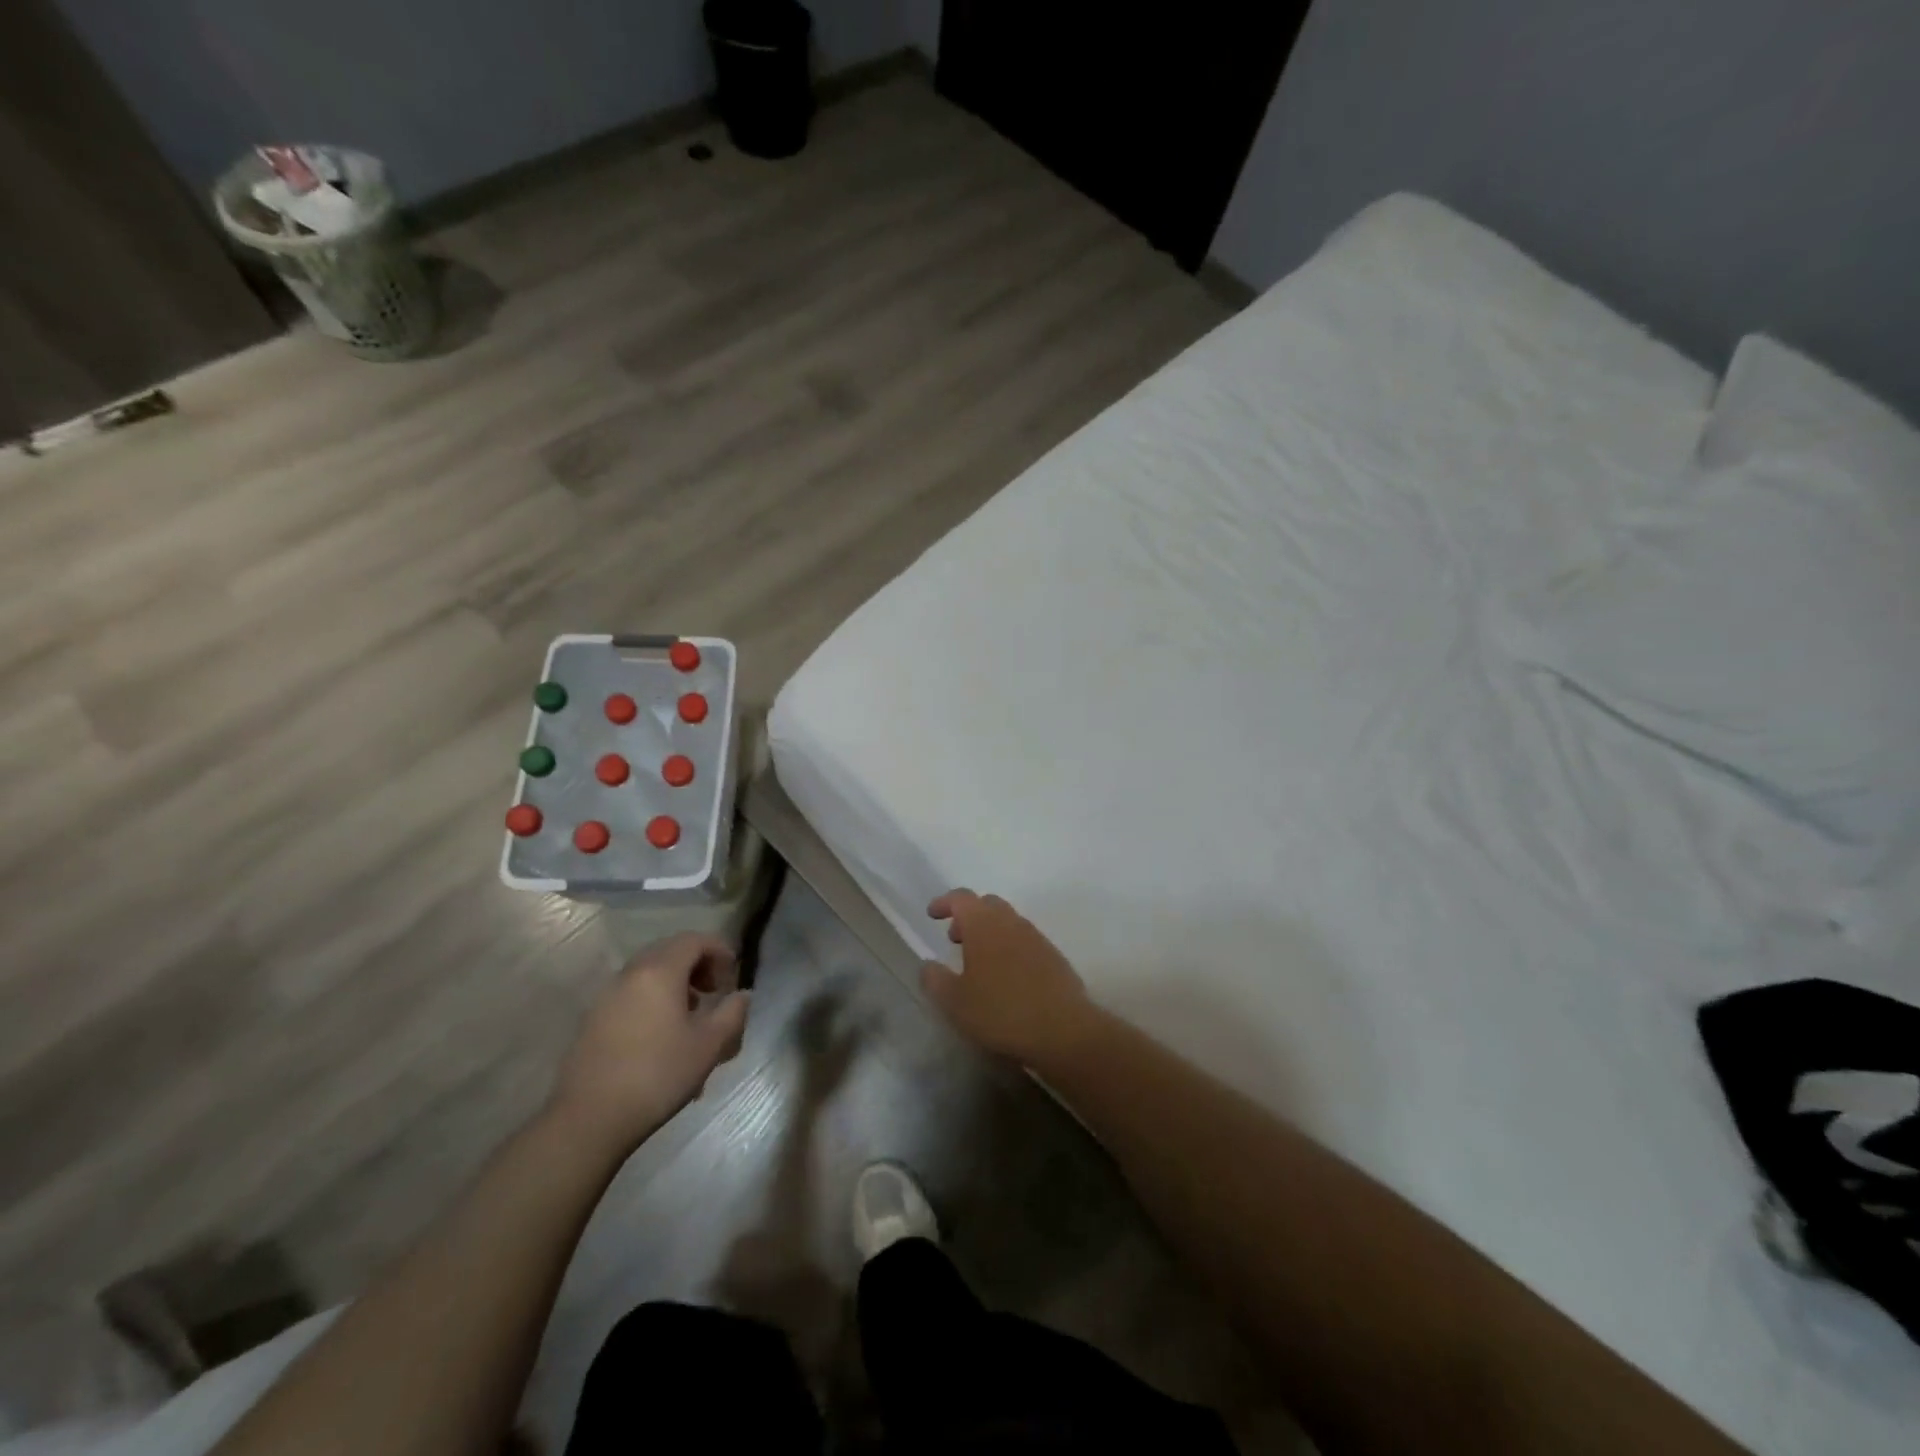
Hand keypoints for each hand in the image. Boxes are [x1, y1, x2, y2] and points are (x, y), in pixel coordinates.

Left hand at [550, 933, 749, 1152]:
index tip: (732, 978)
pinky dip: (653, 1000)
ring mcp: (607, 996)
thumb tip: (741, 995)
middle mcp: (630, 974)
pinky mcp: (593, 1020)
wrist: (589, 1119)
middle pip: (669, 951)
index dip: (719, 951)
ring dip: (675, 984)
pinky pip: (632, 995)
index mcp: (660, 971)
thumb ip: (733, 1013)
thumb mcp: (709, 1045)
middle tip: (714, 992)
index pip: (694, 940)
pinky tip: (661, 1037)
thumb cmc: (658, 1075)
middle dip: (697, 965)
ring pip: (649, 973)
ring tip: (690, 1017)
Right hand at [920, 891, 1096, 1066]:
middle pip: (987, 905)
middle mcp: (1011, 922)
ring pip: (1008, 922)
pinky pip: (1025, 941)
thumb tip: (928, 965)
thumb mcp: (955, 1002)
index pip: (961, 898)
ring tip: (979, 963)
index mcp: (984, 924)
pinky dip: (1010, 948)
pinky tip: (1007, 978)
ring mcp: (1036, 937)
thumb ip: (935, 979)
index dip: (944, 902)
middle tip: (955, 939)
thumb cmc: (1001, 1011)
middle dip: (968, 916)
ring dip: (990, 933)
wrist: (1063, 1029)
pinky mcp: (1054, 956)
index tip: (932, 914)